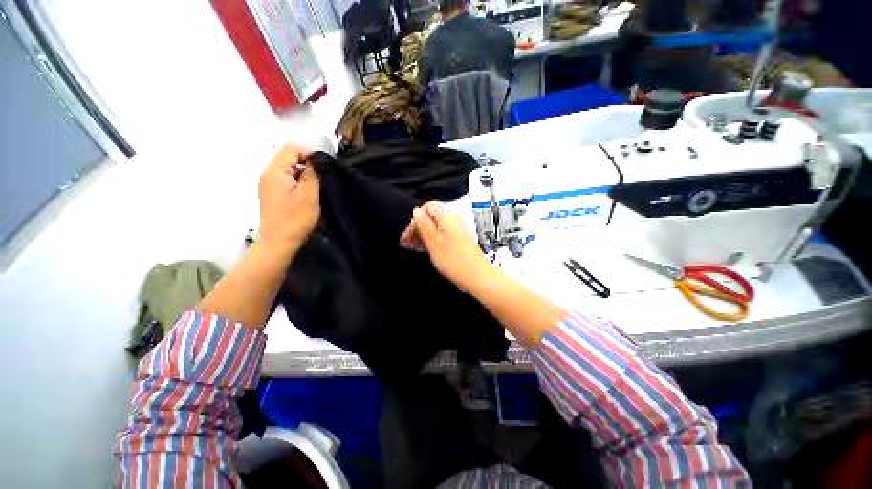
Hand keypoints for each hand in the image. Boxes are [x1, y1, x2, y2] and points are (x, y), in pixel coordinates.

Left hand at [258, 144, 319, 254]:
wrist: (279, 242)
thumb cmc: (295, 219)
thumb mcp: (309, 195)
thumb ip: (312, 174)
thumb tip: (315, 161)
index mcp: (275, 171)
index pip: (291, 149)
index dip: (309, 152)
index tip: (324, 164)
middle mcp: (267, 174)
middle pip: (287, 156)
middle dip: (306, 162)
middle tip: (322, 175)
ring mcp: (268, 184)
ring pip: (287, 167)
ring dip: (303, 171)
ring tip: (316, 184)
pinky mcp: (271, 193)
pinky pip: (285, 178)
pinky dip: (297, 180)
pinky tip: (306, 192)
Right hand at [400, 201, 493, 291]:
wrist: (476, 276)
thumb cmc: (457, 261)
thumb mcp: (433, 242)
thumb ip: (424, 225)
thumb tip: (417, 212)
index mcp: (448, 218)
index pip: (428, 207)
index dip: (417, 217)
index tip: (410, 229)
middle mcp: (454, 223)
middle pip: (432, 218)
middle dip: (419, 227)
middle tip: (408, 240)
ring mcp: (457, 233)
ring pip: (436, 229)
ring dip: (424, 235)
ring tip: (414, 246)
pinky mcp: (458, 243)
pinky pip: (442, 238)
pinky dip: (432, 242)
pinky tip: (426, 250)